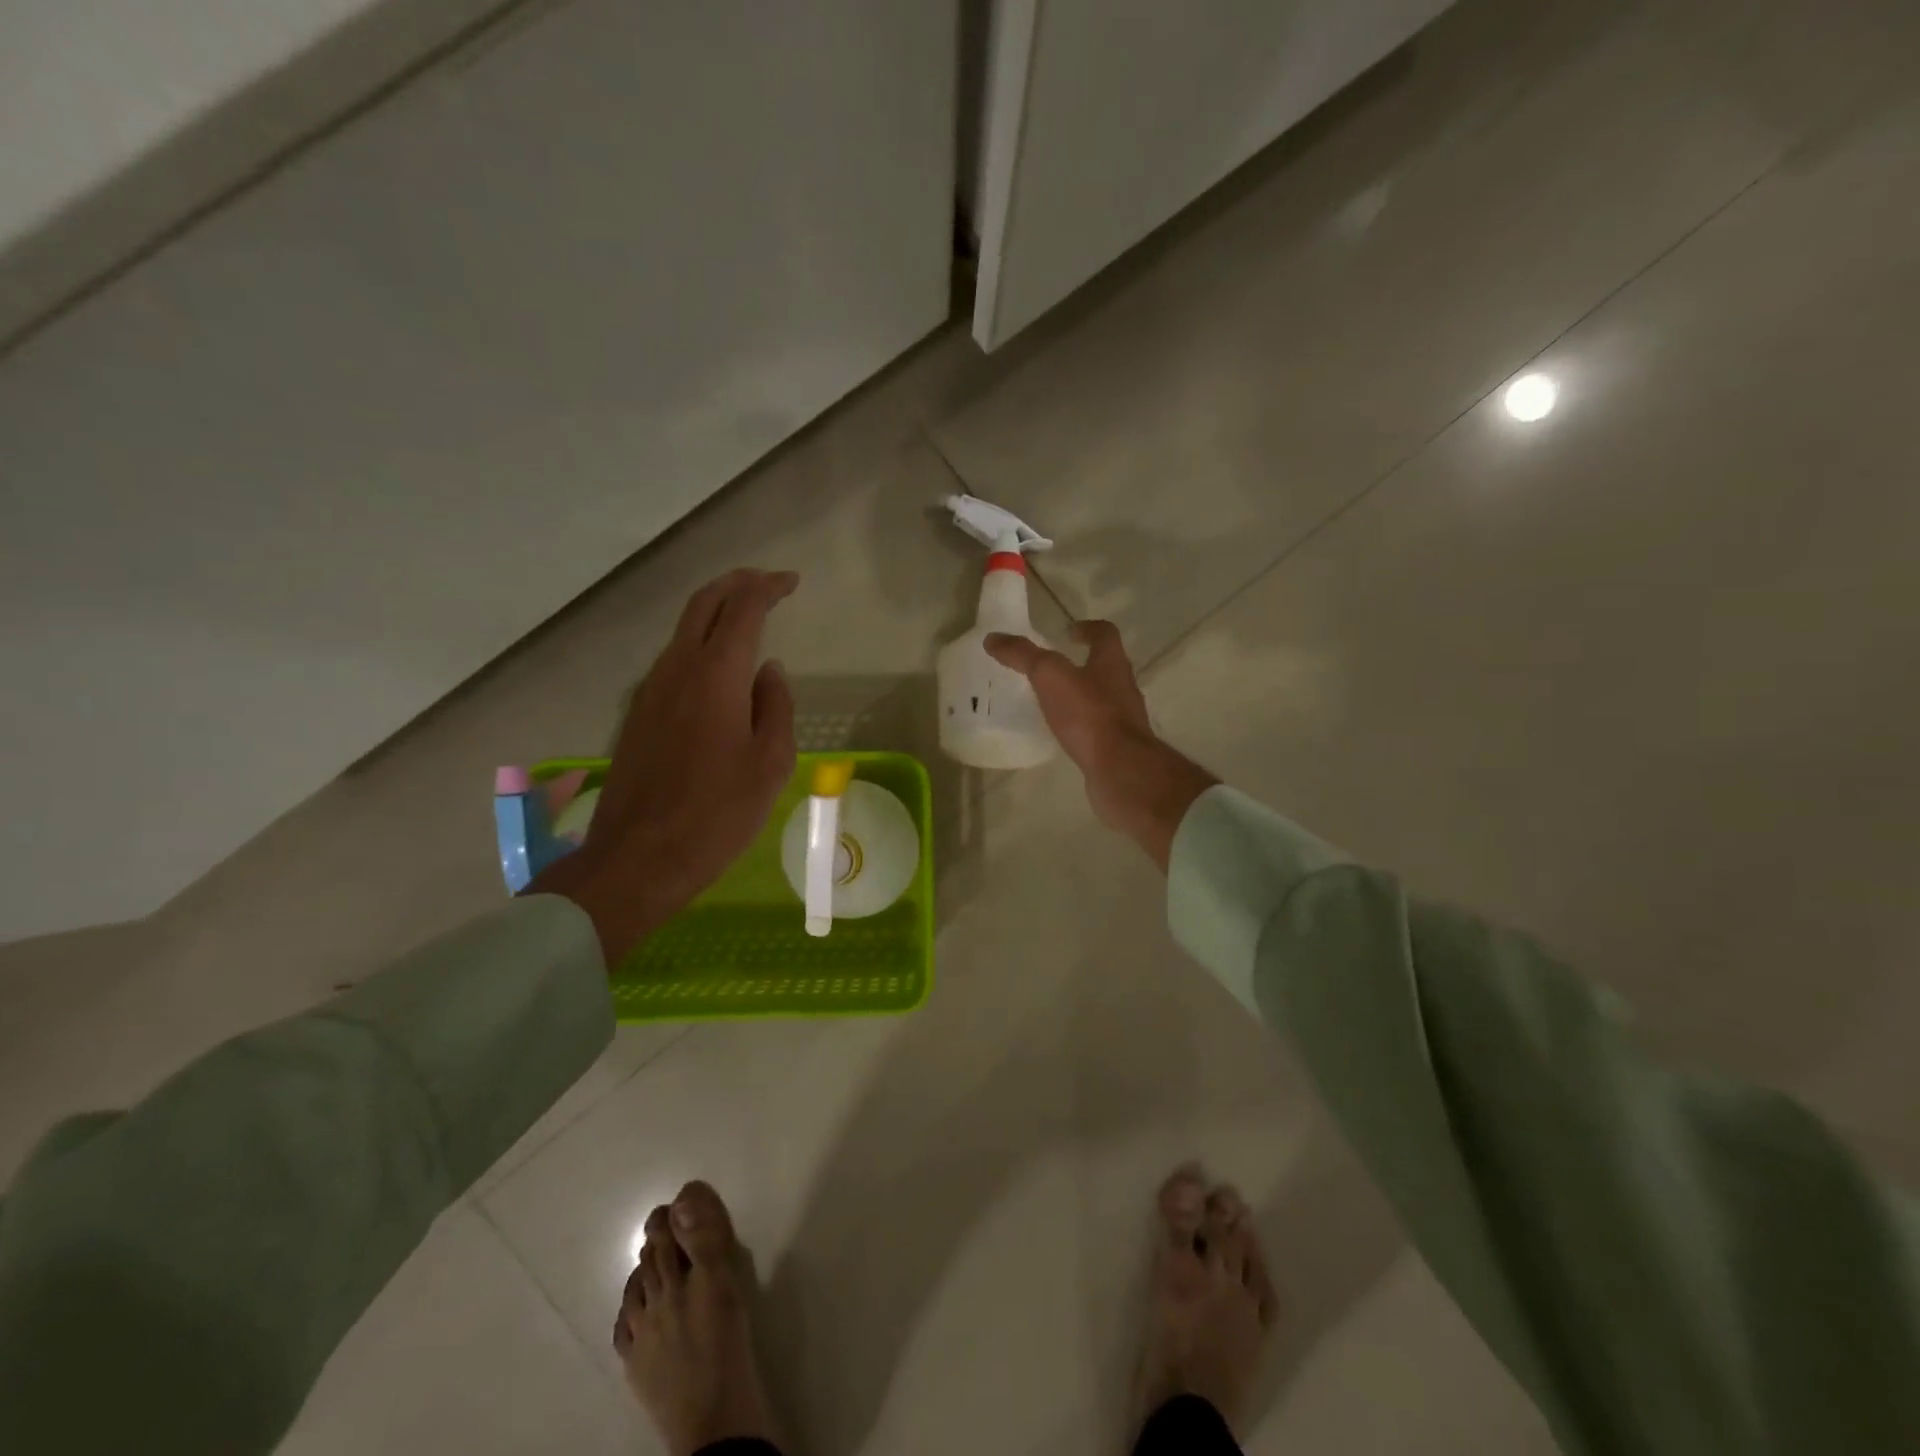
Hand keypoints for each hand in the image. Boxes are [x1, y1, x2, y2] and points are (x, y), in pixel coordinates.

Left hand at [531, 569, 799, 963]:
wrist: (639, 858)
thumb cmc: (718, 814)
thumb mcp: (770, 763)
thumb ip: (775, 707)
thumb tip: (770, 672)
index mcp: (715, 676)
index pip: (742, 608)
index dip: (768, 588)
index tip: (791, 583)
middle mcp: (677, 670)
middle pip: (703, 604)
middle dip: (736, 584)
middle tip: (767, 584)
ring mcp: (650, 691)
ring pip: (683, 631)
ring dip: (715, 613)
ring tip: (747, 620)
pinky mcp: (637, 715)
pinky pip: (672, 661)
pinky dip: (699, 645)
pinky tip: (718, 670)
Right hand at [985, 621, 1217, 870]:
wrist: (1120, 770)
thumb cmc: (1089, 715)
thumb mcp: (1050, 677)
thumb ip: (1023, 655)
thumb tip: (994, 638)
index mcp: (1111, 664)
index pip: (1105, 634)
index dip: (1087, 628)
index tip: (1067, 630)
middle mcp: (1122, 687)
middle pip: (1105, 667)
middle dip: (1081, 664)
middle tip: (1051, 668)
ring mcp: (1123, 720)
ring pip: (1101, 699)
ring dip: (1080, 696)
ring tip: (1050, 701)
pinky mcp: (1116, 748)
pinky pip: (1096, 729)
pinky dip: (1079, 726)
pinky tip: (1060, 734)